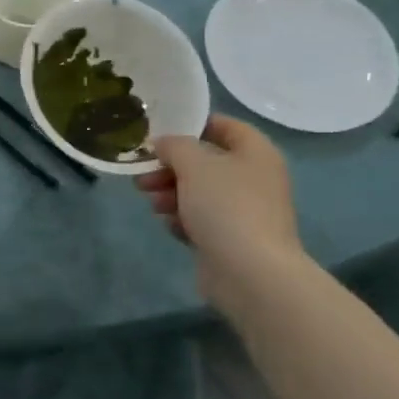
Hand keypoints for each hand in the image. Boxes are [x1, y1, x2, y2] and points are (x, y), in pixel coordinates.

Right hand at [136, 115, 304, 308]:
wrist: (250, 273)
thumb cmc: (226, 207)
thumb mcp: (194, 165)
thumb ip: (175, 146)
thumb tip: (164, 143)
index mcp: (255, 153)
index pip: (225, 126)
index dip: (193, 125)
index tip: (161, 133)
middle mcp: (254, 178)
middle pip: (206, 163)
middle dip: (171, 168)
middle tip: (142, 175)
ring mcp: (244, 211)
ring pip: (200, 193)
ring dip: (172, 194)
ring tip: (153, 203)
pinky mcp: (231, 239)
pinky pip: (202, 221)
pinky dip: (184, 220)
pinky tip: (171, 227)